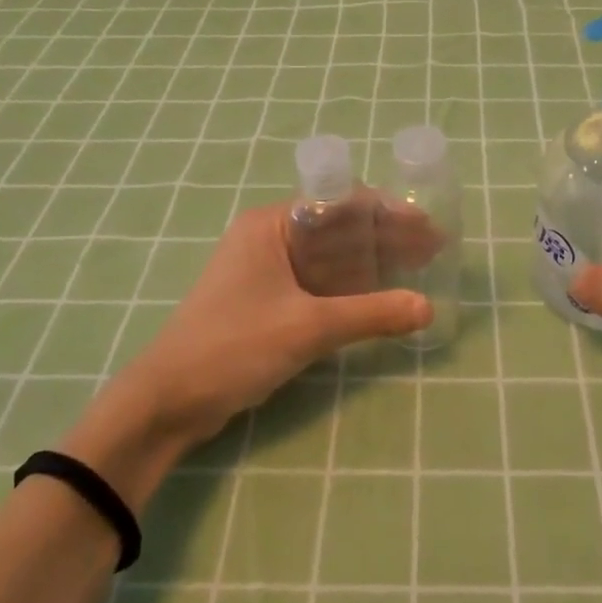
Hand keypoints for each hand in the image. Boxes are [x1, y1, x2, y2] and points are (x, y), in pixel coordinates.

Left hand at [97, 202, 432, 449]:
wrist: (168, 401)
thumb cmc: (233, 347)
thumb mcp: (308, 328)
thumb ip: (371, 315)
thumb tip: (428, 308)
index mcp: (272, 224)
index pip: (341, 201)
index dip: (388, 212)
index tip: (428, 226)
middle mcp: (270, 237)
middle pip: (339, 228)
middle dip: (386, 238)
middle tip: (433, 250)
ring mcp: (267, 270)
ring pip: (331, 257)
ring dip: (372, 263)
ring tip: (419, 270)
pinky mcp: (268, 301)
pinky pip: (319, 283)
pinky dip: (351, 288)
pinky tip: (382, 297)